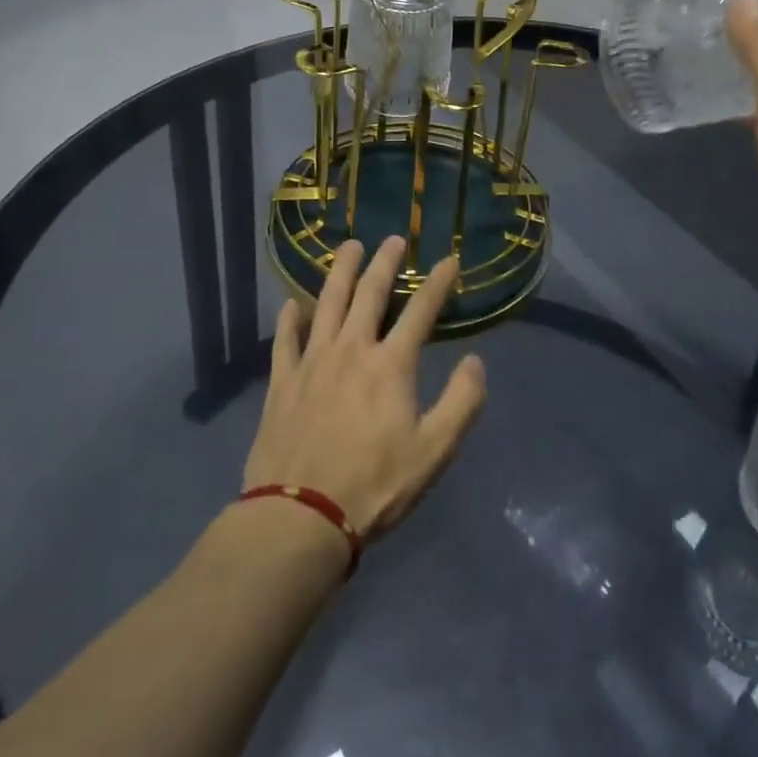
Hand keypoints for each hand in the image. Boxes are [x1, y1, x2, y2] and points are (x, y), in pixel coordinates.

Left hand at [243, 236, 486, 539]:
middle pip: (370, 293)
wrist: (301, 516)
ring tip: (348, 247)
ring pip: (327, 303)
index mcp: (391, 364)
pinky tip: (291, 303)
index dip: (438, 282)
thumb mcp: (434, 451)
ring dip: (340, 272)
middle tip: (393, 239)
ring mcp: (312, 361)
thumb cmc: (374, 485)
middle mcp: (351, 349)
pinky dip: (290, 318)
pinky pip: (285, 339)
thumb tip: (475, 361)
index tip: (450, 260)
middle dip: (385, 262)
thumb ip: (462, 402)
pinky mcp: (282, 381)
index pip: (421, 311)